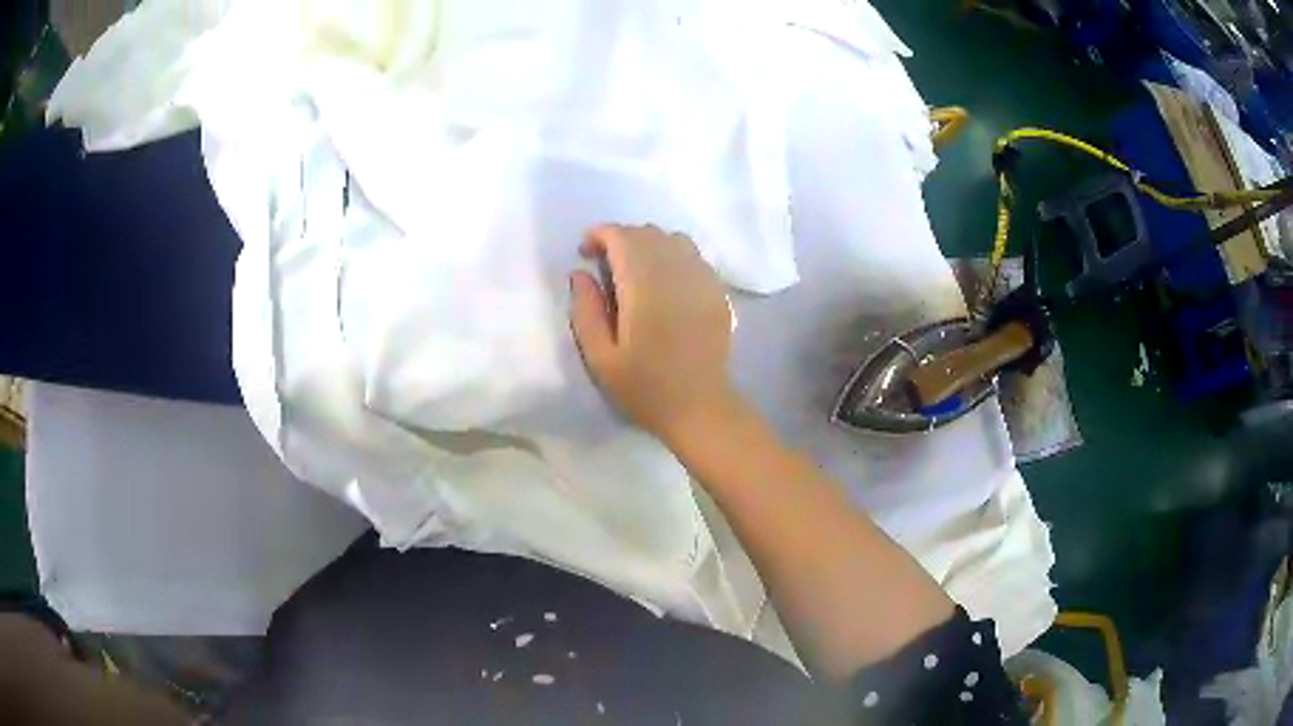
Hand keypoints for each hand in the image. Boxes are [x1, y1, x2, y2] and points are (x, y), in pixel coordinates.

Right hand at [569, 225, 737, 442]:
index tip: (585, 253)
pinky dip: (673, 256)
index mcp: (645, 286)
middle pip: (647, 232)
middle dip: (621, 239)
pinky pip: (693, 256)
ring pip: (673, 239)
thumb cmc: (645, 388)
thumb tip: (580, 273)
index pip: (622, 236)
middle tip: (605, 266)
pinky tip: (664, 284)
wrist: (700, 408)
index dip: (599, 236)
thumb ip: (585, 311)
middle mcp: (677, 272)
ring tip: (634, 272)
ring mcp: (703, 279)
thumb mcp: (601, 358)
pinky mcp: (718, 290)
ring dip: (648, 245)